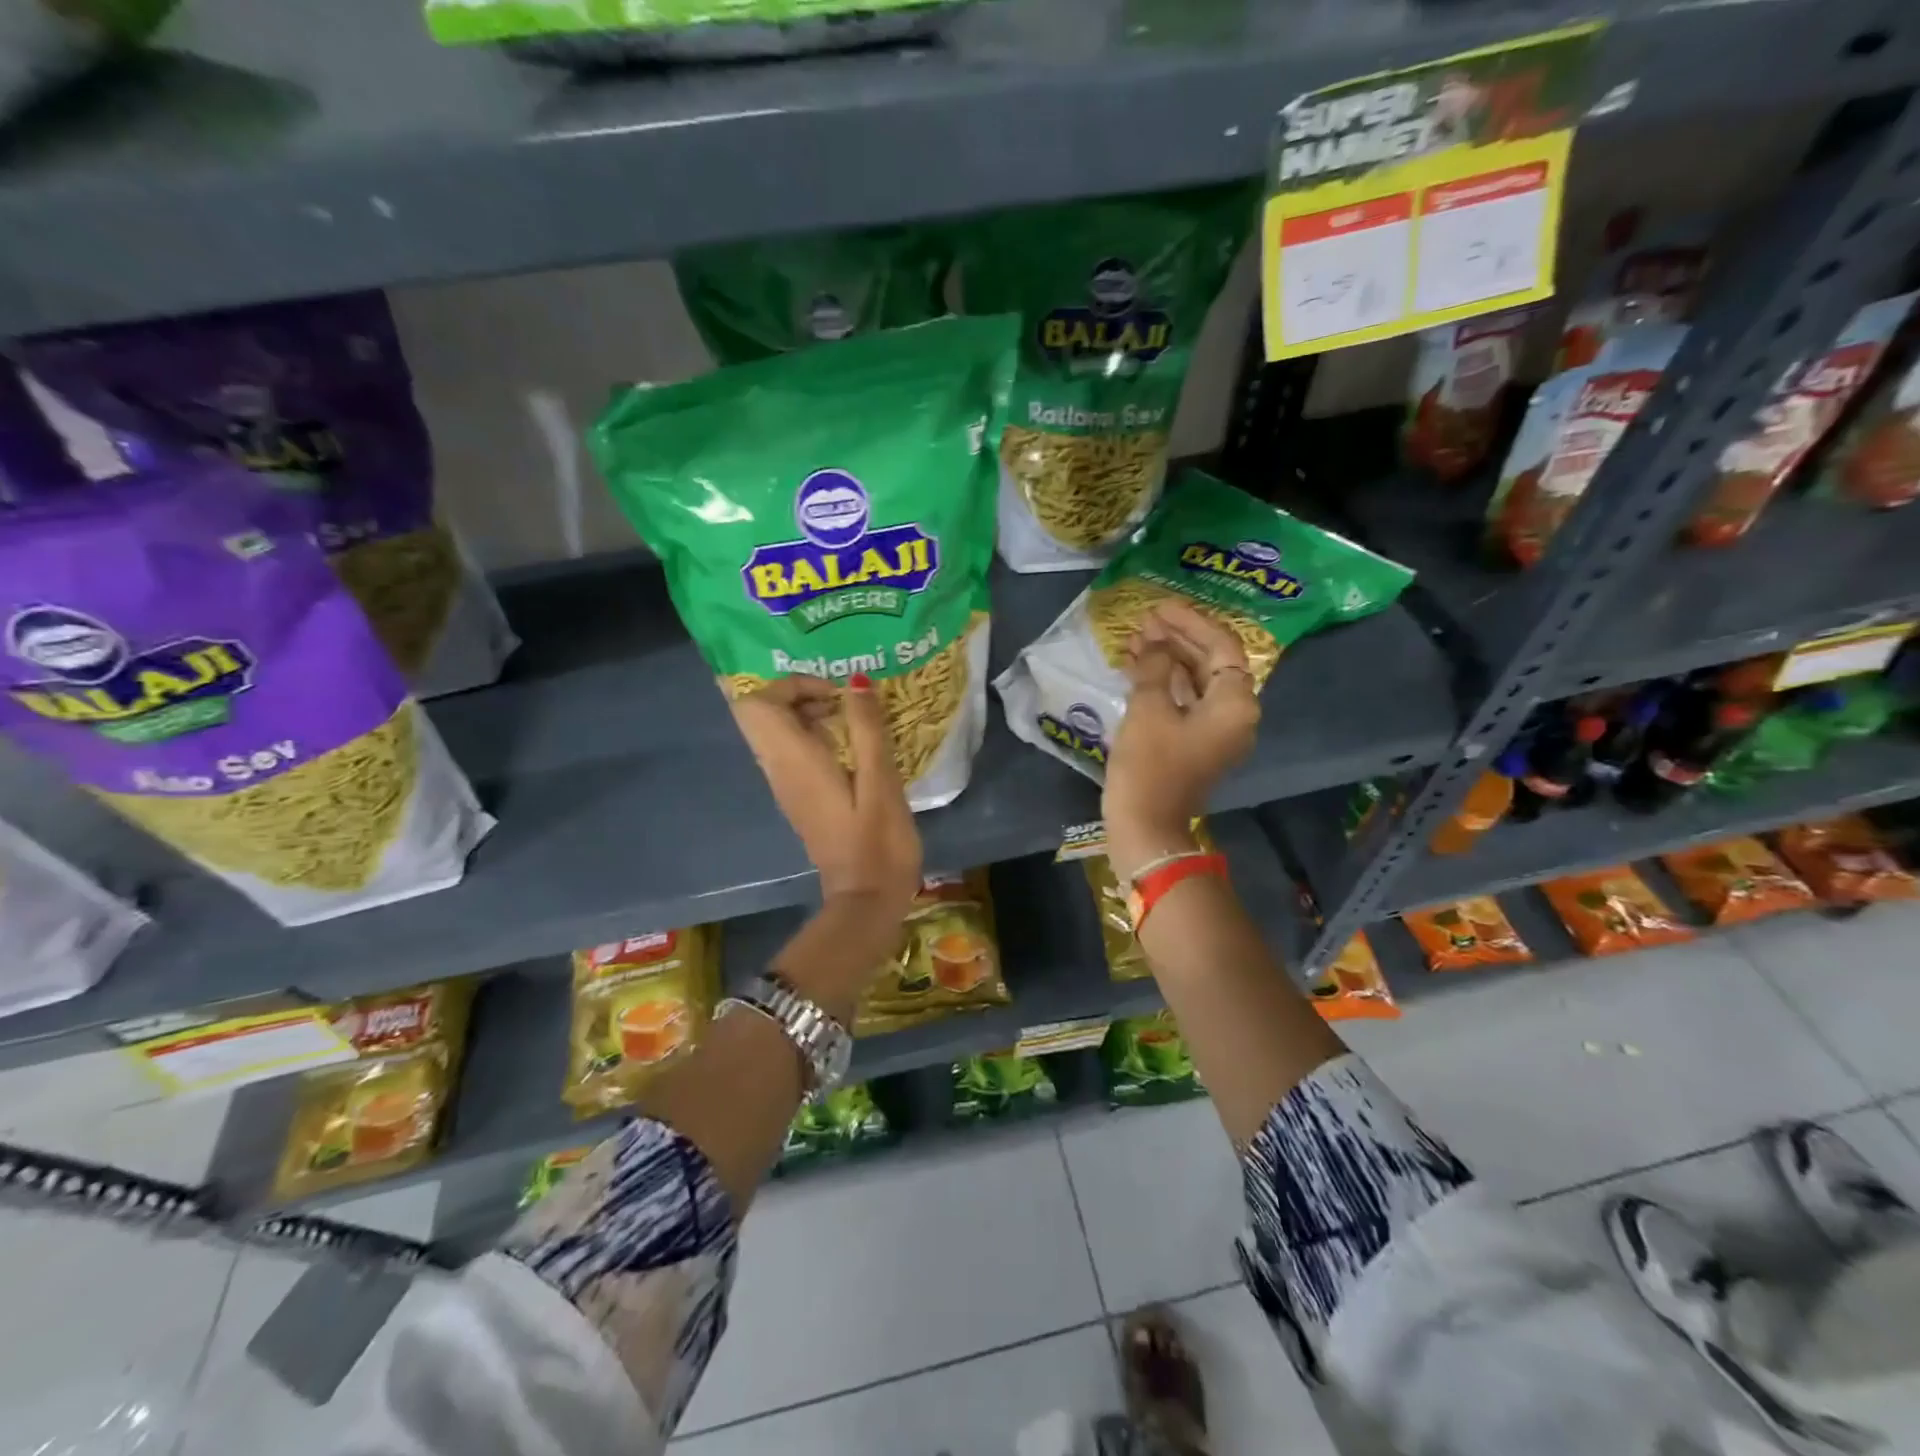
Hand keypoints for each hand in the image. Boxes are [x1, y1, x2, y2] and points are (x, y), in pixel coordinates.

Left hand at [729, 673, 922, 956]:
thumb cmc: (878, 841)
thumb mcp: (881, 780)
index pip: (757, 704)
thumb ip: (867, 728)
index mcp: (794, 761)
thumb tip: (856, 681)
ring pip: (776, 732)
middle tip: (843, 703)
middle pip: (761, 713)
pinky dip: (814, 737)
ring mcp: (786, 786)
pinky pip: (792, 752)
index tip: (836, 694)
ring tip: (855, 723)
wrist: (867, 899)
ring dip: (809, 715)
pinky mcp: (800, 798)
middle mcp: (780, 770)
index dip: (792, 685)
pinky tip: (853, 750)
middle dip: (799, 695)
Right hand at [1102, 600, 1259, 880]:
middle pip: (1211, 662)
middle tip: (1142, 622)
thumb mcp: (1149, 709)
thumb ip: (1153, 667)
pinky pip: (1185, 701)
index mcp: (1235, 703)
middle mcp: (1235, 713)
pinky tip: (1135, 668)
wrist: (1146, 825)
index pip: (1221, 646)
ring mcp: (1216, 730)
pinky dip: (1163, 683)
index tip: (1159, 608)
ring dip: (1166, 659)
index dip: (1190, 622)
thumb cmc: (1150, 766)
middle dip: (1176, 639)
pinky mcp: (1196, 742)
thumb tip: (1152, 645)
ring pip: (1195, 681)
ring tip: (1132, 641)